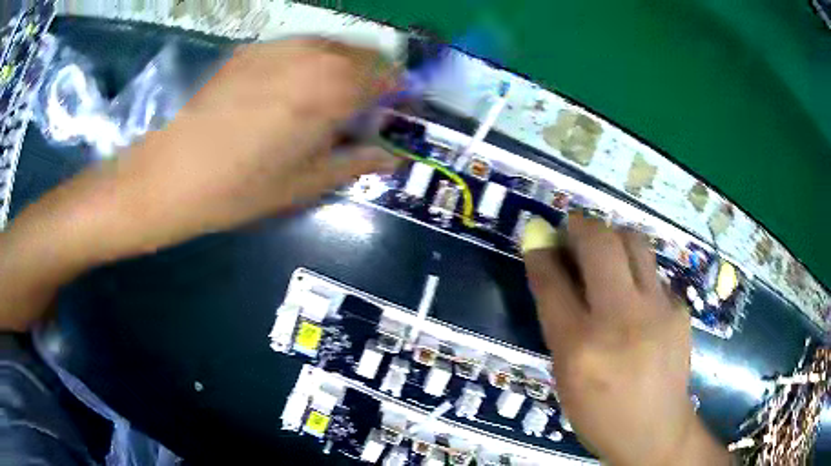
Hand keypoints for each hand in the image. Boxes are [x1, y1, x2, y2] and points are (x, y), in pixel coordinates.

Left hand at [0, 39, 397, 330]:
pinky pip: (298, 46)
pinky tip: (289, 87)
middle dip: (374, 77)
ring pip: (332, 45)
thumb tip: (391, 156)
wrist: (168, 173)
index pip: (390, 77)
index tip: (398, 110)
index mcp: (333, 90)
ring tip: (327, 98)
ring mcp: (278, 46)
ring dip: (343, 66)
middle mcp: (312, 55)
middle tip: (362, 108)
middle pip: (365, 54)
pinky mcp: (250, 49)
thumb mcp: (304, 184)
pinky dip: (310, 60)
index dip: (400, 92)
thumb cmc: (239, 188)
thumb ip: (356, 162)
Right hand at [521, 214, 729, 465]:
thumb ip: (560, 325)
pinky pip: (653, 273)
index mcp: (580, 347)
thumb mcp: (567, 379)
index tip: (537, 234)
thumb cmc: (601, 414)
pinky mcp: (679, 308)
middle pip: (600, 243)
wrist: (657, 431)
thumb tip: (554, 275)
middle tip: (573, 229)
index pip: (553, 283)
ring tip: (606, 250)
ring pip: (634, 242)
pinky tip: (636, 297)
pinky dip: (637, 274)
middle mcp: (620, 320)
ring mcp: (657, 310)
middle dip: (580, 225)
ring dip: (613, 237)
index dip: (541, 252)